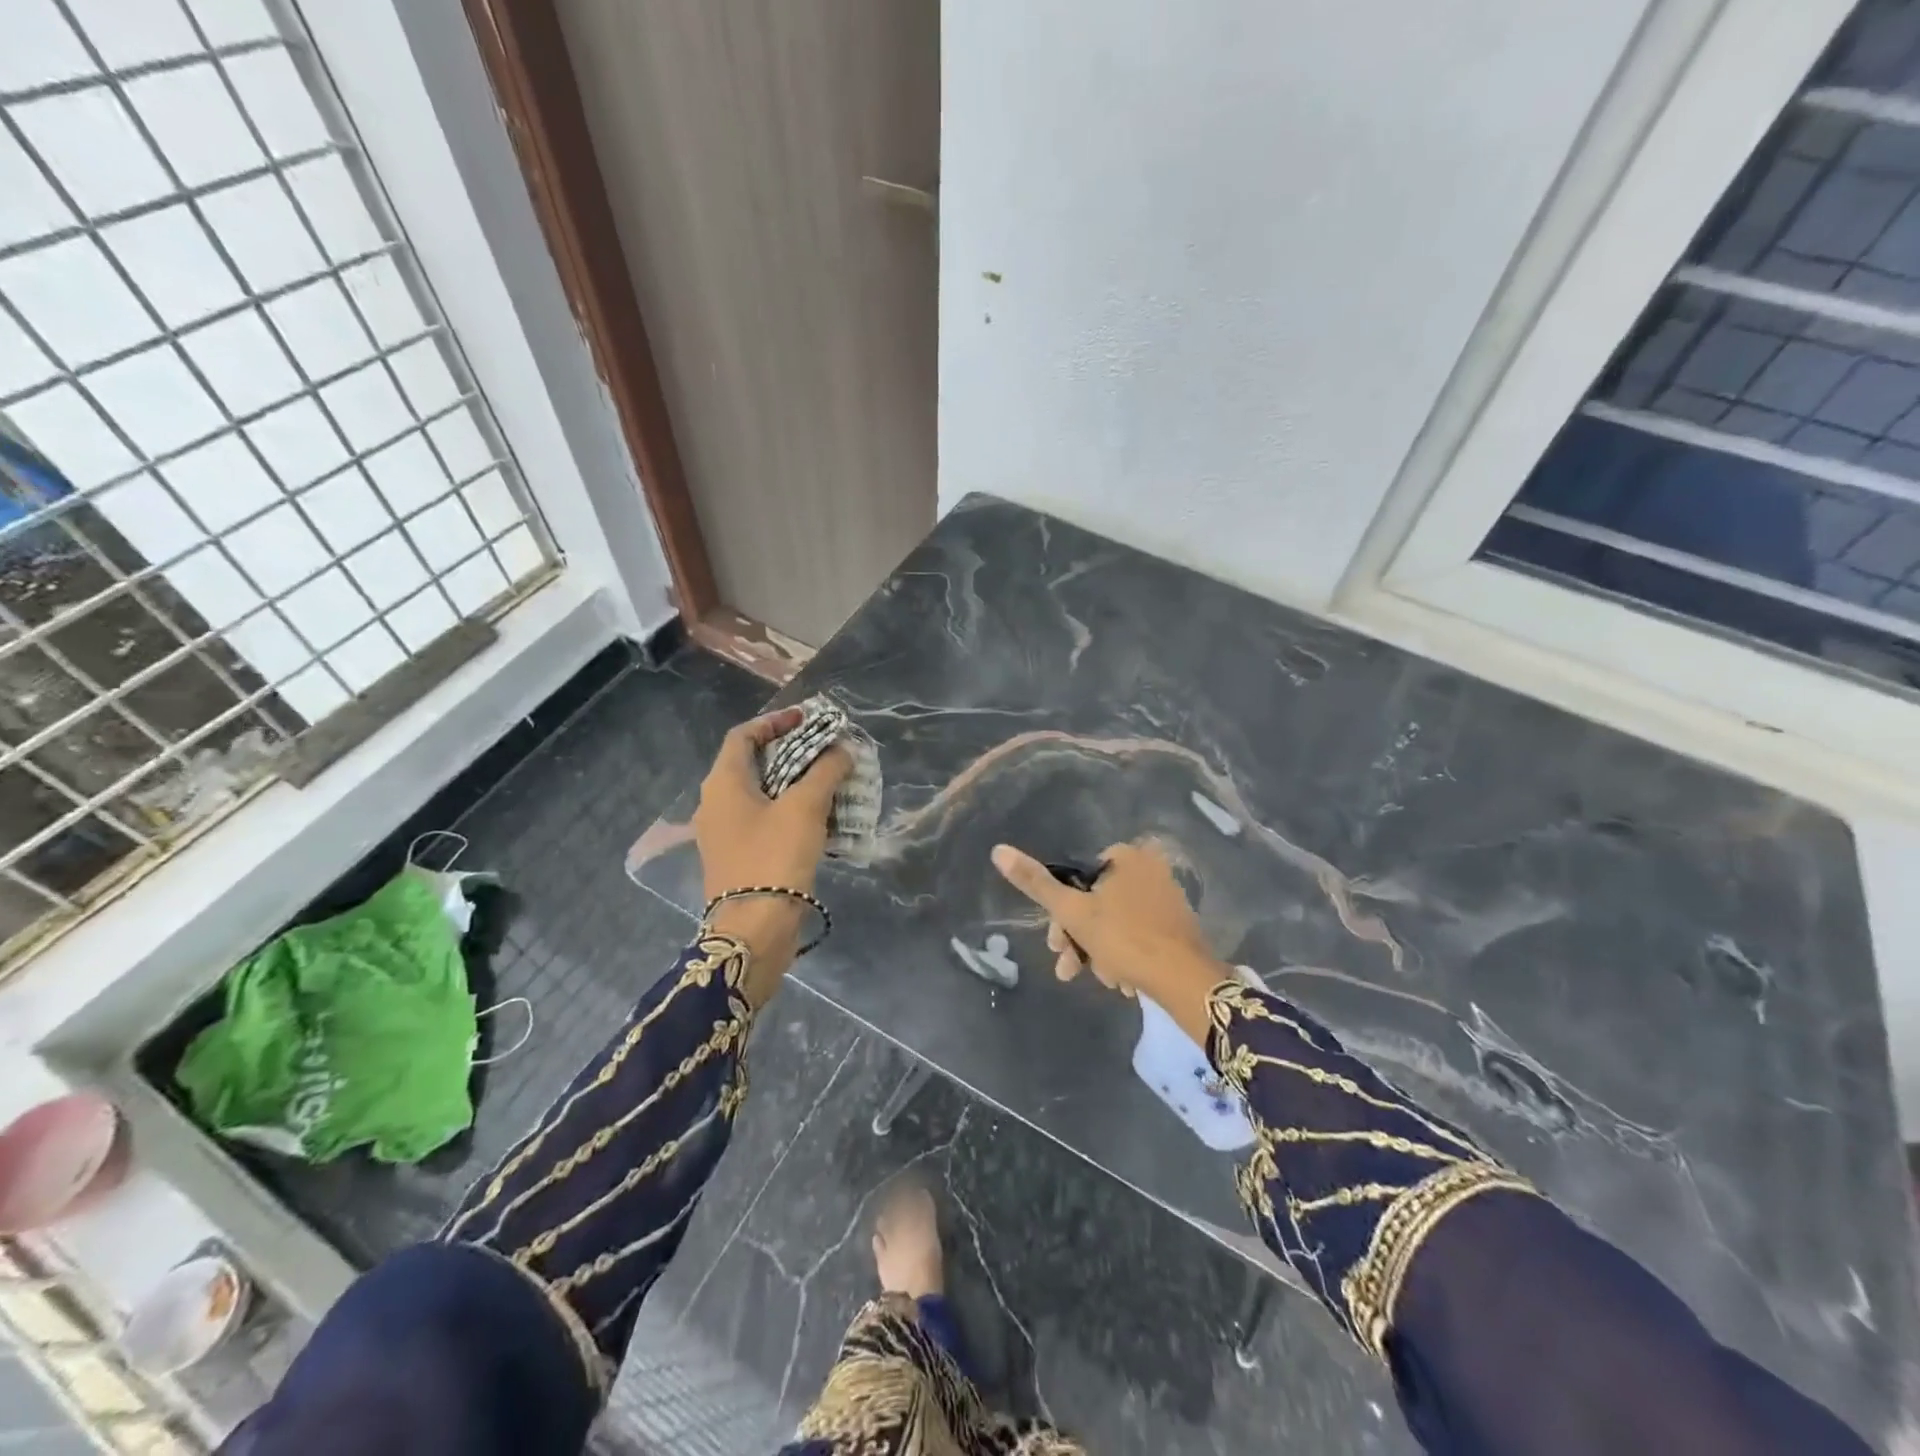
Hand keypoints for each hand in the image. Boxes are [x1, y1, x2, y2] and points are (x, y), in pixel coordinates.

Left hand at [694, 708, 850, 1001]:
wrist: (754, 929)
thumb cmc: (775, 857)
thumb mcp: (805, 808)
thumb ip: (825, 772)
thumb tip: (841, 750)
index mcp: (723, 783)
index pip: (743, 736)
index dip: (774, 722)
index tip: (807, 720)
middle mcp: (716, 804)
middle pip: (752, 764)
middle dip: (790, 753)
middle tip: (825, 750)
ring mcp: (724, 833)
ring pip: (760, 794)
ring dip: (793, 784)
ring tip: (829, 781)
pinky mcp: (738, 857)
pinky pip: (763, 821)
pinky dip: (789, 811)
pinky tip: (820, 818)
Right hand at [991, 840, 1227, 1045]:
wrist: (1186, 981)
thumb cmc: (1125, 939)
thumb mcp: (1072, 912)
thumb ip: (1035, 883)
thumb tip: (997, 850)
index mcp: (1126, 856)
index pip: (1078, 878)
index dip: (1062, 913)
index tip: (1055, 944)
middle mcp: (1150, 868)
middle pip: (1097, 903)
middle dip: (1080, 939)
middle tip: (1071, 969)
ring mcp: (1167, 896)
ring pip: (1116, 923)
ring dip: (1100, 952)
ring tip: (1104, 981)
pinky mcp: (1178, 924)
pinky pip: (1139, 934)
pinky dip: (1125, 954)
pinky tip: (1122, 981)